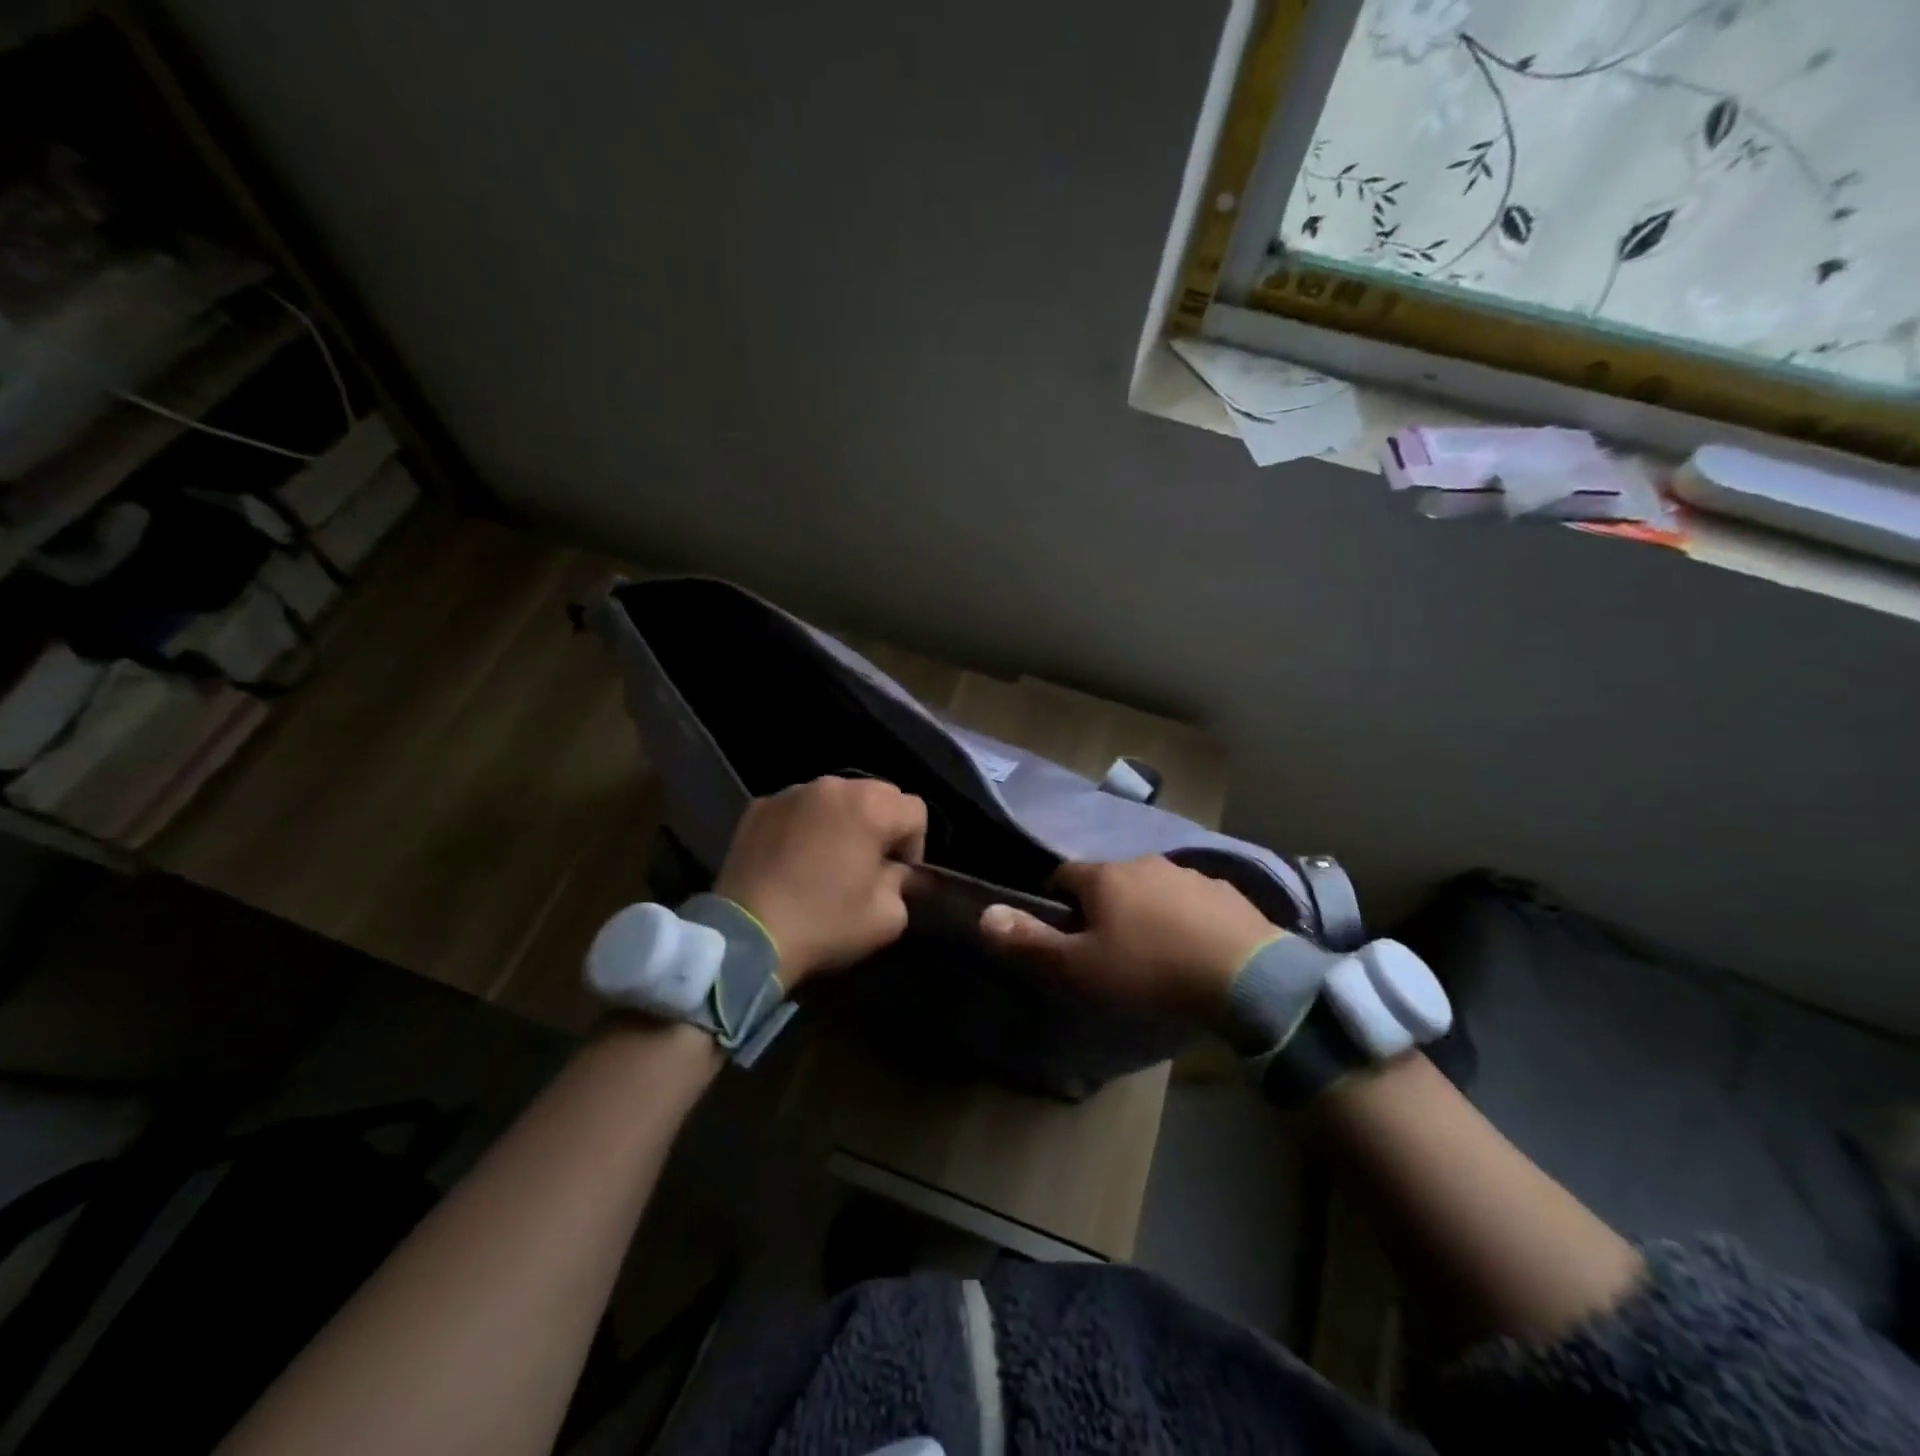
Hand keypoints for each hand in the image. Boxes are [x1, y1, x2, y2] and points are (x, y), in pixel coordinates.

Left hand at [714, 776, 926, 985]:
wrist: (746, 936)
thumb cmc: (824, 923)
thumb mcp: (887, 918)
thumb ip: (903, 884)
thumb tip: (895, 872)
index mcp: (871, 807)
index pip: (915, 811)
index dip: (914, 845)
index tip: (897, 876)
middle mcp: (834, 786)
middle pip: (878, 794)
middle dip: (881, 825)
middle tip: (866, 864)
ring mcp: (792, 792)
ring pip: (836, 797)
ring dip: (842, 820)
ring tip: (827, 859)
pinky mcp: (760, 806)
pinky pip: (799, 808)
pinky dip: (805, 825)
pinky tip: (793, 859)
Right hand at [977, 855, 1280, 1021]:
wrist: (1246, 977)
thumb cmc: (1150, 971)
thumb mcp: (1080, 968)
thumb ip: (1030, 942)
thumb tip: (984, 913)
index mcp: (1104, 877)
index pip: (1062, 875)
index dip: (1055, 902)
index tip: (1063, 934)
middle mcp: (1143, 863)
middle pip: (1108, 880)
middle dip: (1101, 907)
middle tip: (1108, 949)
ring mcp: (1187, 874)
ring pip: (1150, 887)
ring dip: (1144, 909)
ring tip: (1153, 951)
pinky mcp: (1224, 891)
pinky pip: (1190, 900)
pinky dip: (1182, 917)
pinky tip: (1193, 947)